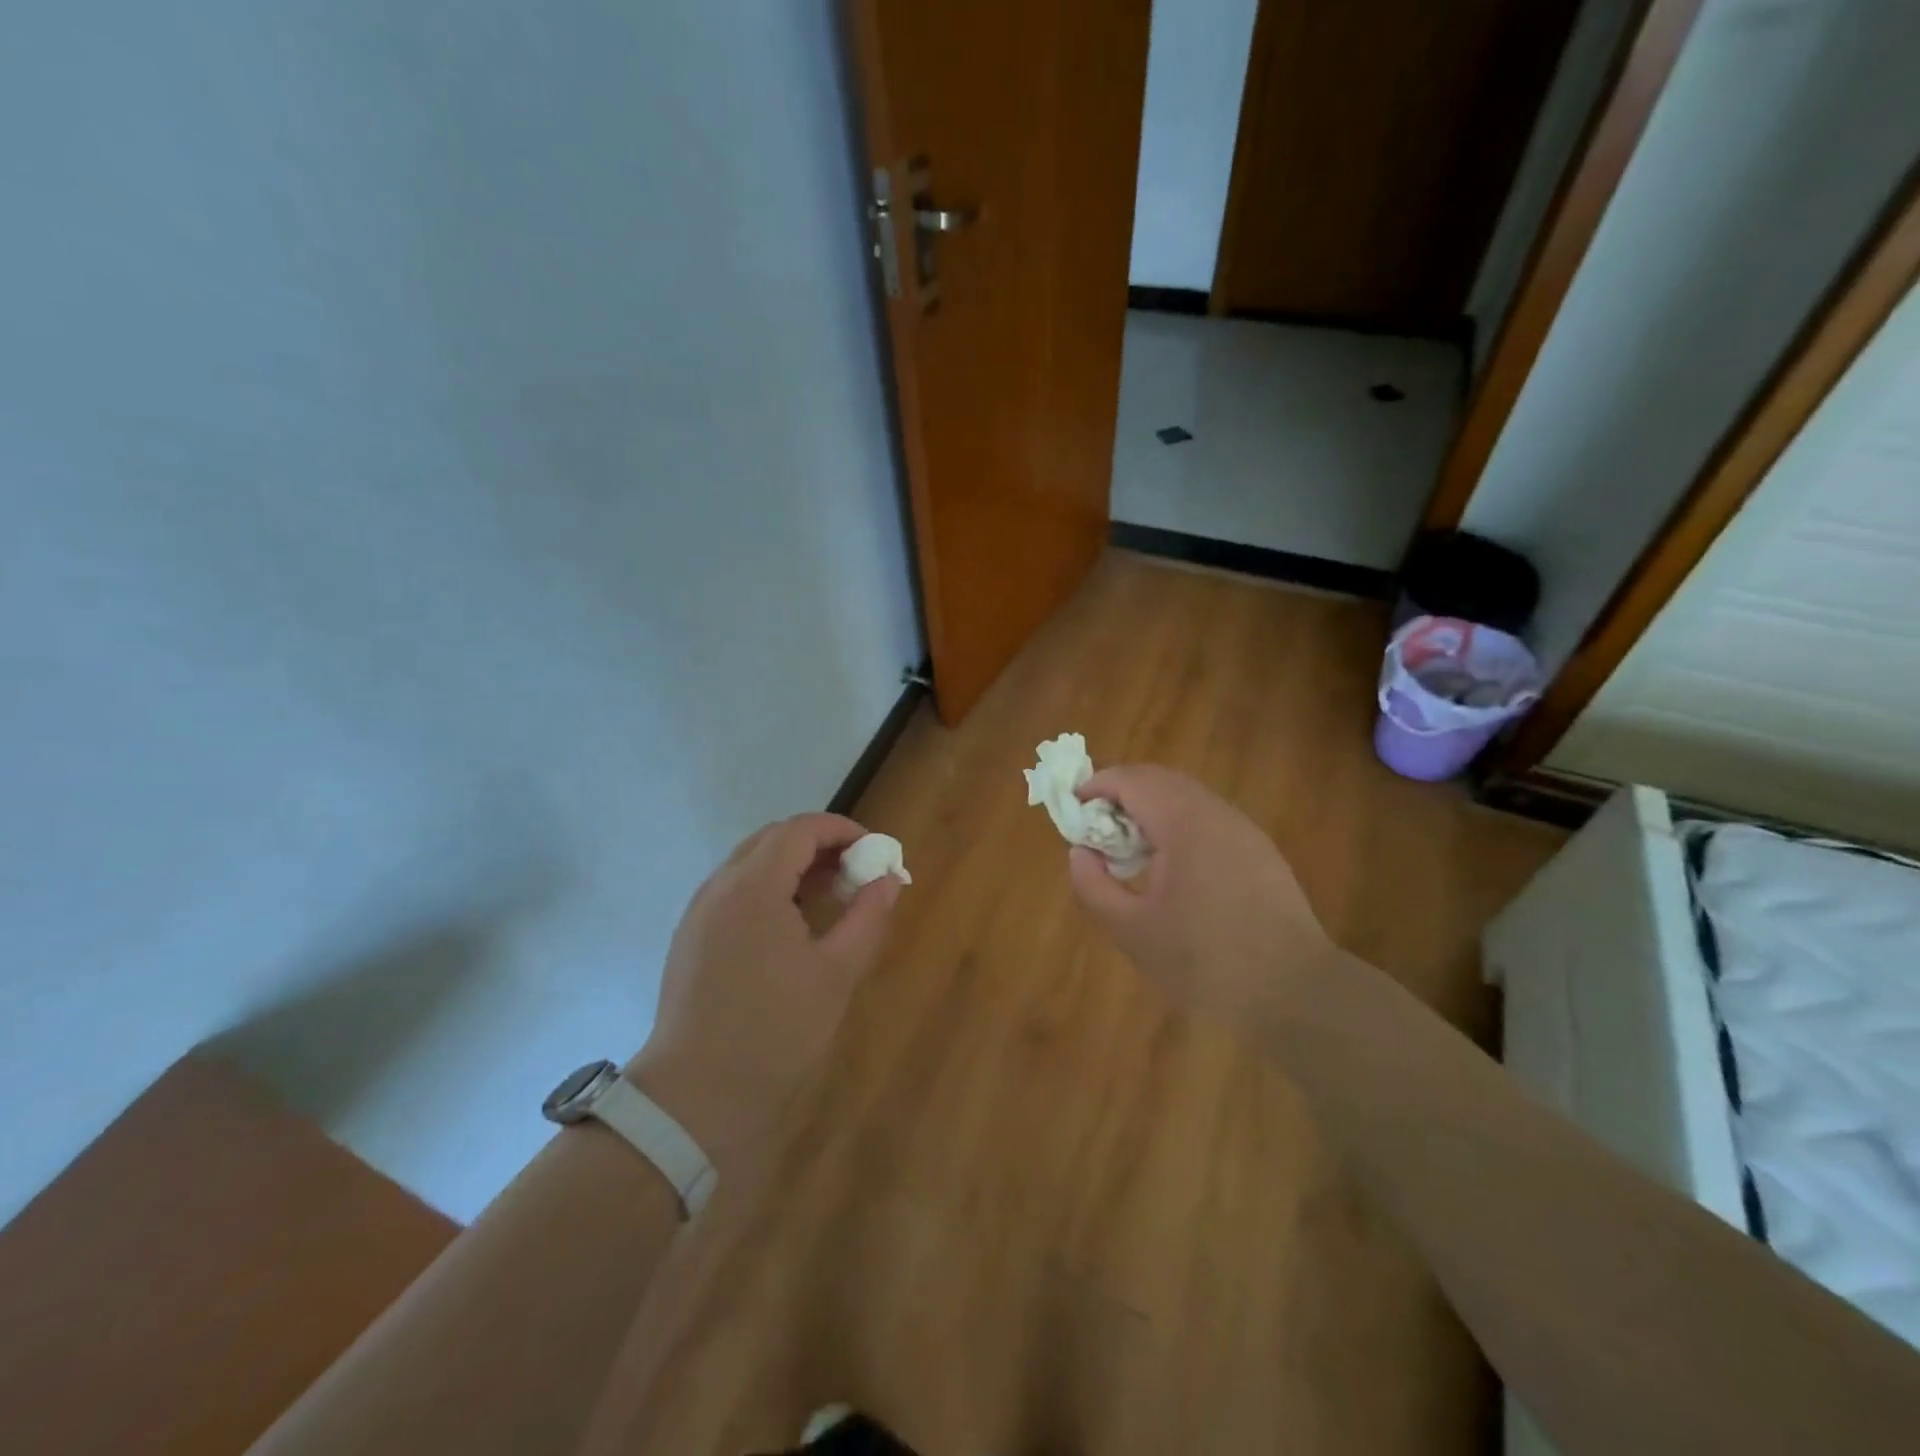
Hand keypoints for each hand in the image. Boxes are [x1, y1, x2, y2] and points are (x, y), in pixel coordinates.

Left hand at [627, 813, 899, 1167]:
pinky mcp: (690, 937)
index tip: (874, 850)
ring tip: (829, 897)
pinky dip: (767, 888)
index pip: (800, 829)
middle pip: (772, 839)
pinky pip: (733, 890)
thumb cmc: (775, 1031)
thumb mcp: (837, 973)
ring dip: (792, 866)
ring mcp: (699, 912)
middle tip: (855, 872)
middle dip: (818, 844)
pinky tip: (790, 924)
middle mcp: (720, 886)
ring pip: (750, 863)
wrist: (696, 1096)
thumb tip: (889, 880)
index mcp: (754, 886)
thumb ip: (868, 917)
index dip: (842, 830)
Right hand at [1067, 766, 1334, 1029]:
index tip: (1072, 810)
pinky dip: (1176, 824)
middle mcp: (1215, 812)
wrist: (1296, 992)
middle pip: (1158, 780)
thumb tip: (1080, 852)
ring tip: (1127, 849)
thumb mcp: (1132, 932)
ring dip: (1149, 808)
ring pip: (1185, 796)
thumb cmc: (1206, 962)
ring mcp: (1242, 829)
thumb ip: (1093, 886)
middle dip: (1120, 794)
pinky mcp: (1258, 850)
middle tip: (1094, 829)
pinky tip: (1169, 867)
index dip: (1095, 786)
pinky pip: (1207, 818)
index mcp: (1183, 823)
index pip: (1131, 780)